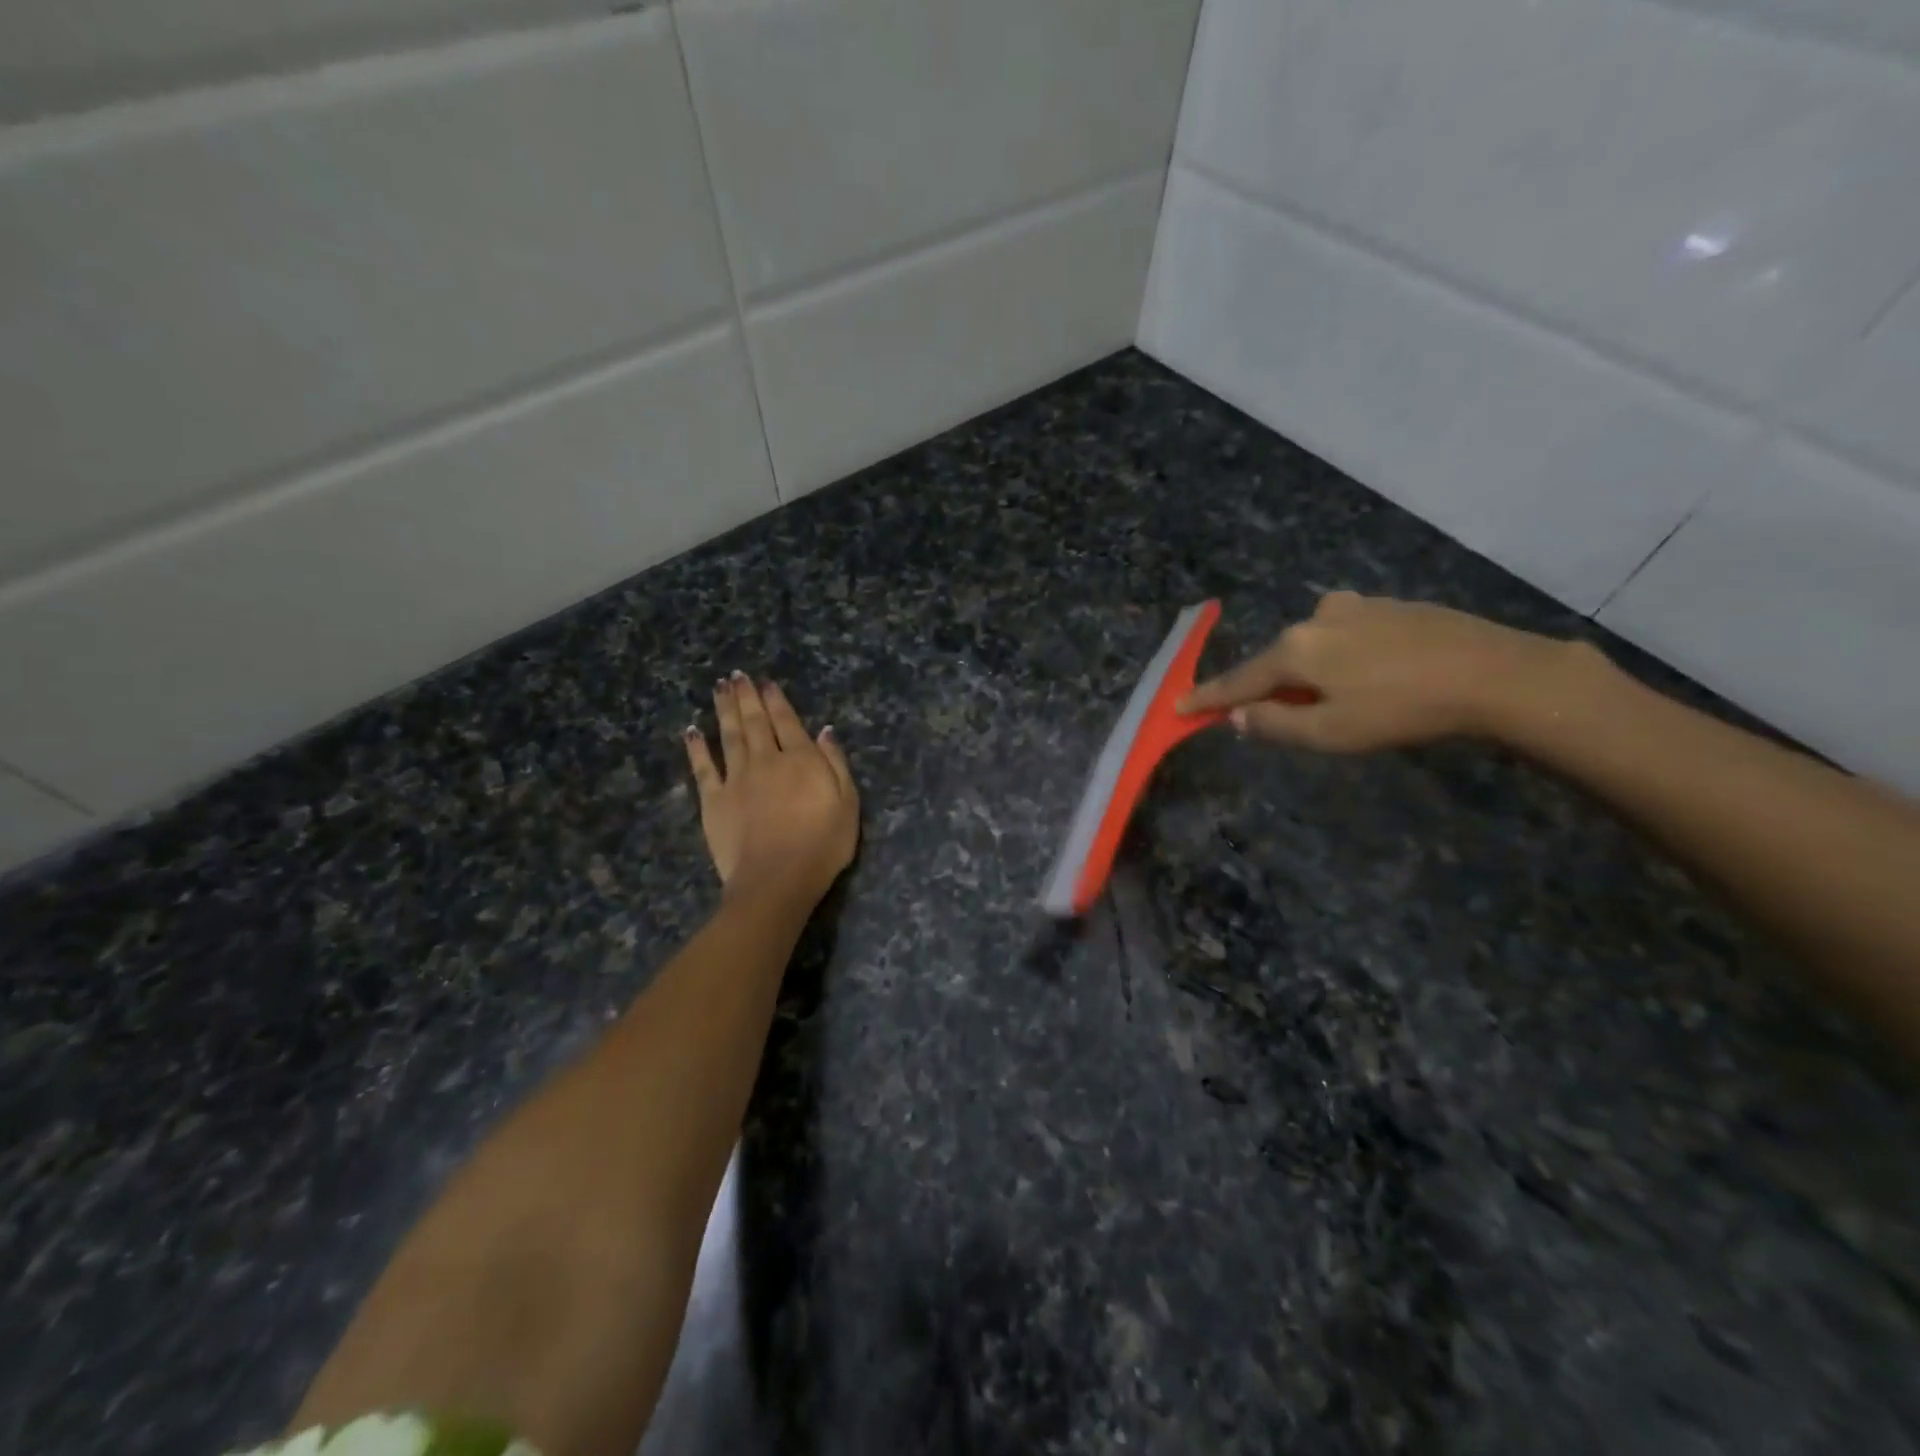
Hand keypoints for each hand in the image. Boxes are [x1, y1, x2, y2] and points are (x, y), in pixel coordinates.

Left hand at [684, 673, 858, 901]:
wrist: (777, 879)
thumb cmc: (822, 845)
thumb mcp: (848, 804)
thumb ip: (835, 764)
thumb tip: (824, 732)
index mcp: (801, 760)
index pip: (787, 722)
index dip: (776, 700)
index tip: (766, 683)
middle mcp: (766, 760)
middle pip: (755, 722)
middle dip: (746, 696)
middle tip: (736, 675)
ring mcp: (737, 779)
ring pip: (729, 735)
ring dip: (724, 710)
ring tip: (719, 688)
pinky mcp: (713, 800)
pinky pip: (703, 767)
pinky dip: (696, 747)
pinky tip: (692, 730)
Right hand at [1180, 591, 1587, 752]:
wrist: (1495, 674)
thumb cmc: (1402, 711)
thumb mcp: (1330, 734)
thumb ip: (1274, 725)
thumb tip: (1236, 716)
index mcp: (1295, 649)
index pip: (1238, 681)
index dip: (1207, 699)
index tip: (1178, 708)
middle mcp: (1317, 617)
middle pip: (1276, 660)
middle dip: (1269, 688)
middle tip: (1277, 717)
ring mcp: (1356, 606)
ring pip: (1313, 646)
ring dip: (1309, 673)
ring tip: (1336, 701)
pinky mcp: (1390, 606)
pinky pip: (1345, 635)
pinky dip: (1341, 658)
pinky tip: (1370, 676)